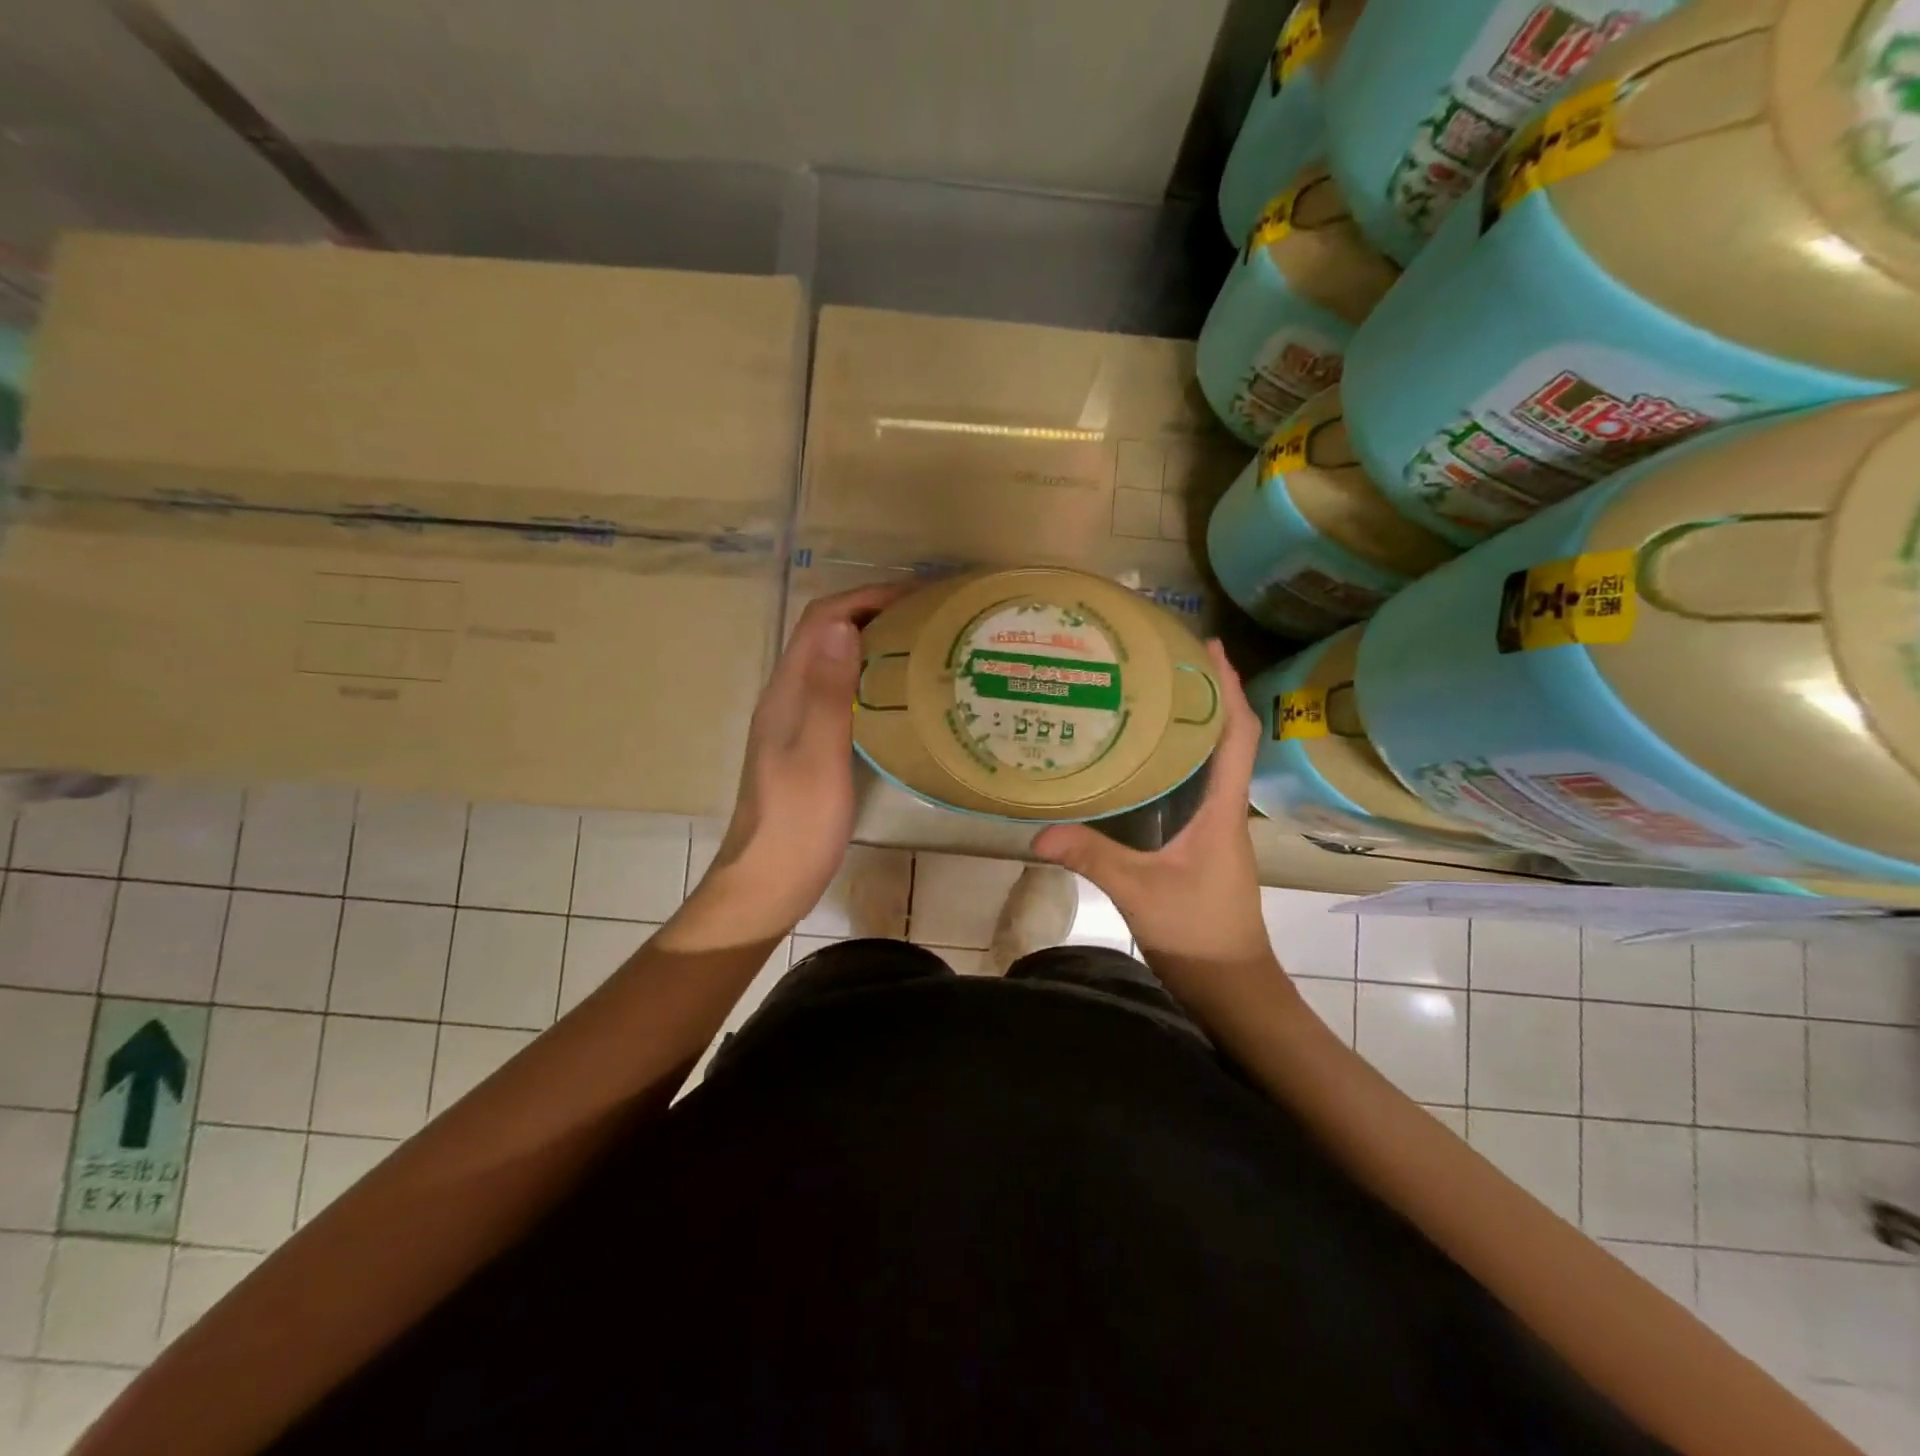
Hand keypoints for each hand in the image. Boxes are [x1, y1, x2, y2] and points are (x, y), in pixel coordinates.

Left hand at [679, 583, 905, 942]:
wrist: (766, 882)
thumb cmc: (796, 823)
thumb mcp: (817, 755)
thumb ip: (827, 691)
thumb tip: (842, 624)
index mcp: (786, 692)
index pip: (821, 620)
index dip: (865, 598)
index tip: (918, 597)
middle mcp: (787, 697)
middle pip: (826, 635)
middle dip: (873, 614)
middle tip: (930, 619)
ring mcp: (795, 722)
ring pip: (833, 663)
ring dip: (872, 644)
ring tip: (923, 647)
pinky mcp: (808, 746)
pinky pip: (839, 693)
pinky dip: (869, 679)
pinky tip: (898, 697)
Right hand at [1032, 640, 1274, 982]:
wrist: (1229, 983)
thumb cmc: (1198, 933)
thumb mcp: (1139, 892)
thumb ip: (1092, 858)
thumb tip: (1039, 833)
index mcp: (1222, 811)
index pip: (1236, 736)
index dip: (1228, 689)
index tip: (1210, 649)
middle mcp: (1224, 810)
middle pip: (1225, 739)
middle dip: (1206, 695)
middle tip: (1166, 662)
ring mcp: (1215, 827)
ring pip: (1210, 763)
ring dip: (1192, 727)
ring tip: (1152, 697)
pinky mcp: (1200, 843)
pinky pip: (1194, 788)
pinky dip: (1176, 762)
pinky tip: (1142, 761)